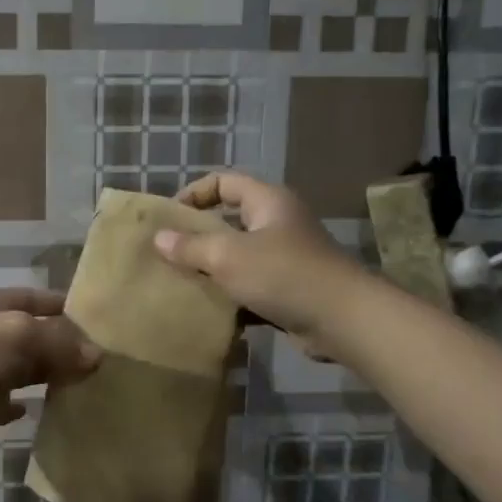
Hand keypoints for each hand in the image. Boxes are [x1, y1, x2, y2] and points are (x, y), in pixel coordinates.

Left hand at [0, 288, 101, 450]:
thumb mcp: (20, 335)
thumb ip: (60, 343)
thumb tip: (97, 356)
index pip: (39, 299)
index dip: (66, 307)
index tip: (99, 321)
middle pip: (36, 335)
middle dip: (65, 345)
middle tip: (104, 359)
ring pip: (27, 368)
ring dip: (51, 373)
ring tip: (88, 383)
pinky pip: (11, 401)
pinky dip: (26, 404)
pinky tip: (46, 407)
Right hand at [153, 172, 365, 356]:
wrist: (343, 319)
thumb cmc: (283, 275)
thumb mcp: (228, 256)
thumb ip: (190, 246)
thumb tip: (158, 238)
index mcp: (267, 201)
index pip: (223, 182)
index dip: (193, 194)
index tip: (169, 218)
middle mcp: (277, 223)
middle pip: (229, 220)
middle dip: (197, 236)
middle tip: (166, 253)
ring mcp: (285, 257)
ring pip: (238, 256)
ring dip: (212, 269)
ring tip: (180, 283)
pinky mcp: (288, 288)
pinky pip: (250, 285)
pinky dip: (230, 295)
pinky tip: (207, 310)